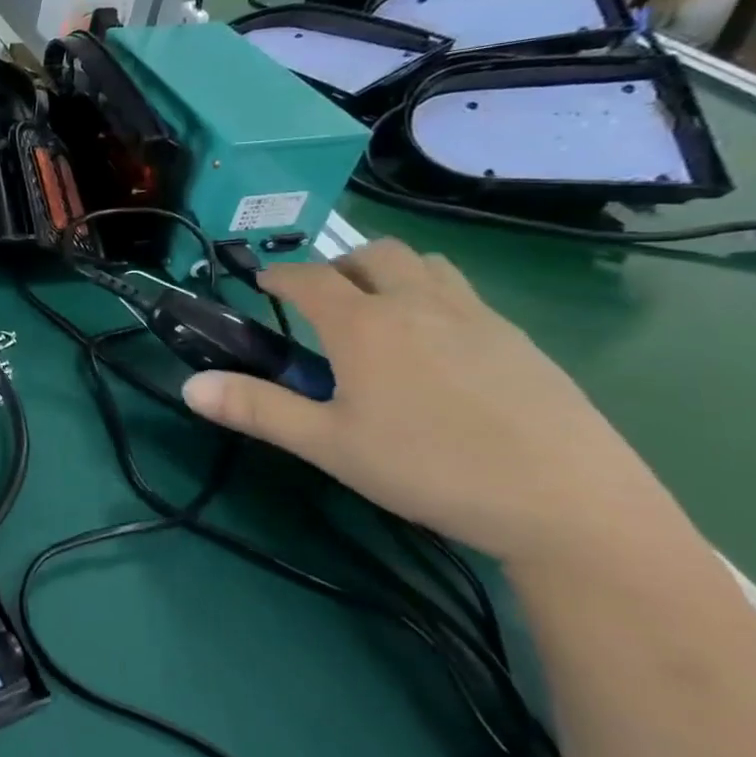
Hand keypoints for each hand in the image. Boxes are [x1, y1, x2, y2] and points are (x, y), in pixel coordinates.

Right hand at [182, 240, 685, 566]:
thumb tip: (188, 386)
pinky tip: (434, 349)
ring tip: (376, 313)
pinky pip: (464, 294)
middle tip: (320, 300)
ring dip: (390, 272)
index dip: (279, 275)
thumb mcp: (327, 445)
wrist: (567, 502)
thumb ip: (255, 409)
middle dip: (338, 264)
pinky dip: (432, 298)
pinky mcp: (519, 341)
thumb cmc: (428, 468)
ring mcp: (477, 317)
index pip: (309, 279)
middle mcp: (419, 305)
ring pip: (425, 265)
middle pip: (374, 254)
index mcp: (364, 325)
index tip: (260, 282)